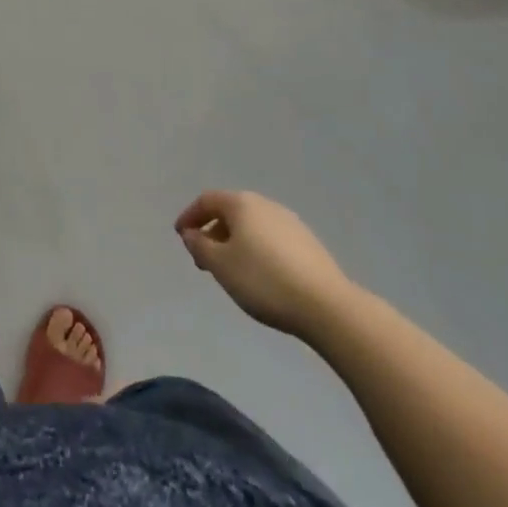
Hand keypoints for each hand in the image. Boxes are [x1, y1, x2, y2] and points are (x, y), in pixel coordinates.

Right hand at [176, 191, 355, 340]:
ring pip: (251, 226)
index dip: (189, 216)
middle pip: (230, 211)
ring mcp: (290, 222)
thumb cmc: (264, 281)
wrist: (326, 306)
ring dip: (234, 242)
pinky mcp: (307, 243)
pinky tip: (258, 274)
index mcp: (242, 204)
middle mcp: (265, 205)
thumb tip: (192, 233)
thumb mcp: (221, 265)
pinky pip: (270, 238)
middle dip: (212, 232)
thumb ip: (200, 246)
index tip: (181, 237)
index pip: (207, 200)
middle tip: (203, 259)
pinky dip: (255, 249)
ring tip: (230, 270)